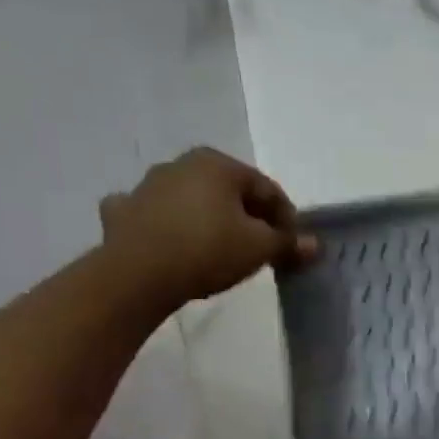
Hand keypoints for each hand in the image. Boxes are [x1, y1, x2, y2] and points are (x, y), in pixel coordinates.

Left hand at [98, 148, 315, 307]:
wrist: (138, 274)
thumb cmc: (209, 250)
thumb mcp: (260, 248)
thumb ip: (288, 243)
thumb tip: (314, 244)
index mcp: (218, 164)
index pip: (267, 189)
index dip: (286, 218)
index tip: (292, 245)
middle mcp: (182, 164)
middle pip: (229, 192)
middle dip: (249, 217)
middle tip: (262, 248)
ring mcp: (147, 185)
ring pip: (192, 200)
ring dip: (210, 219)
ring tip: (222, 250)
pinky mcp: (123, 212)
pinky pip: (155, 214)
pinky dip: (166, 224)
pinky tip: (170, 240)